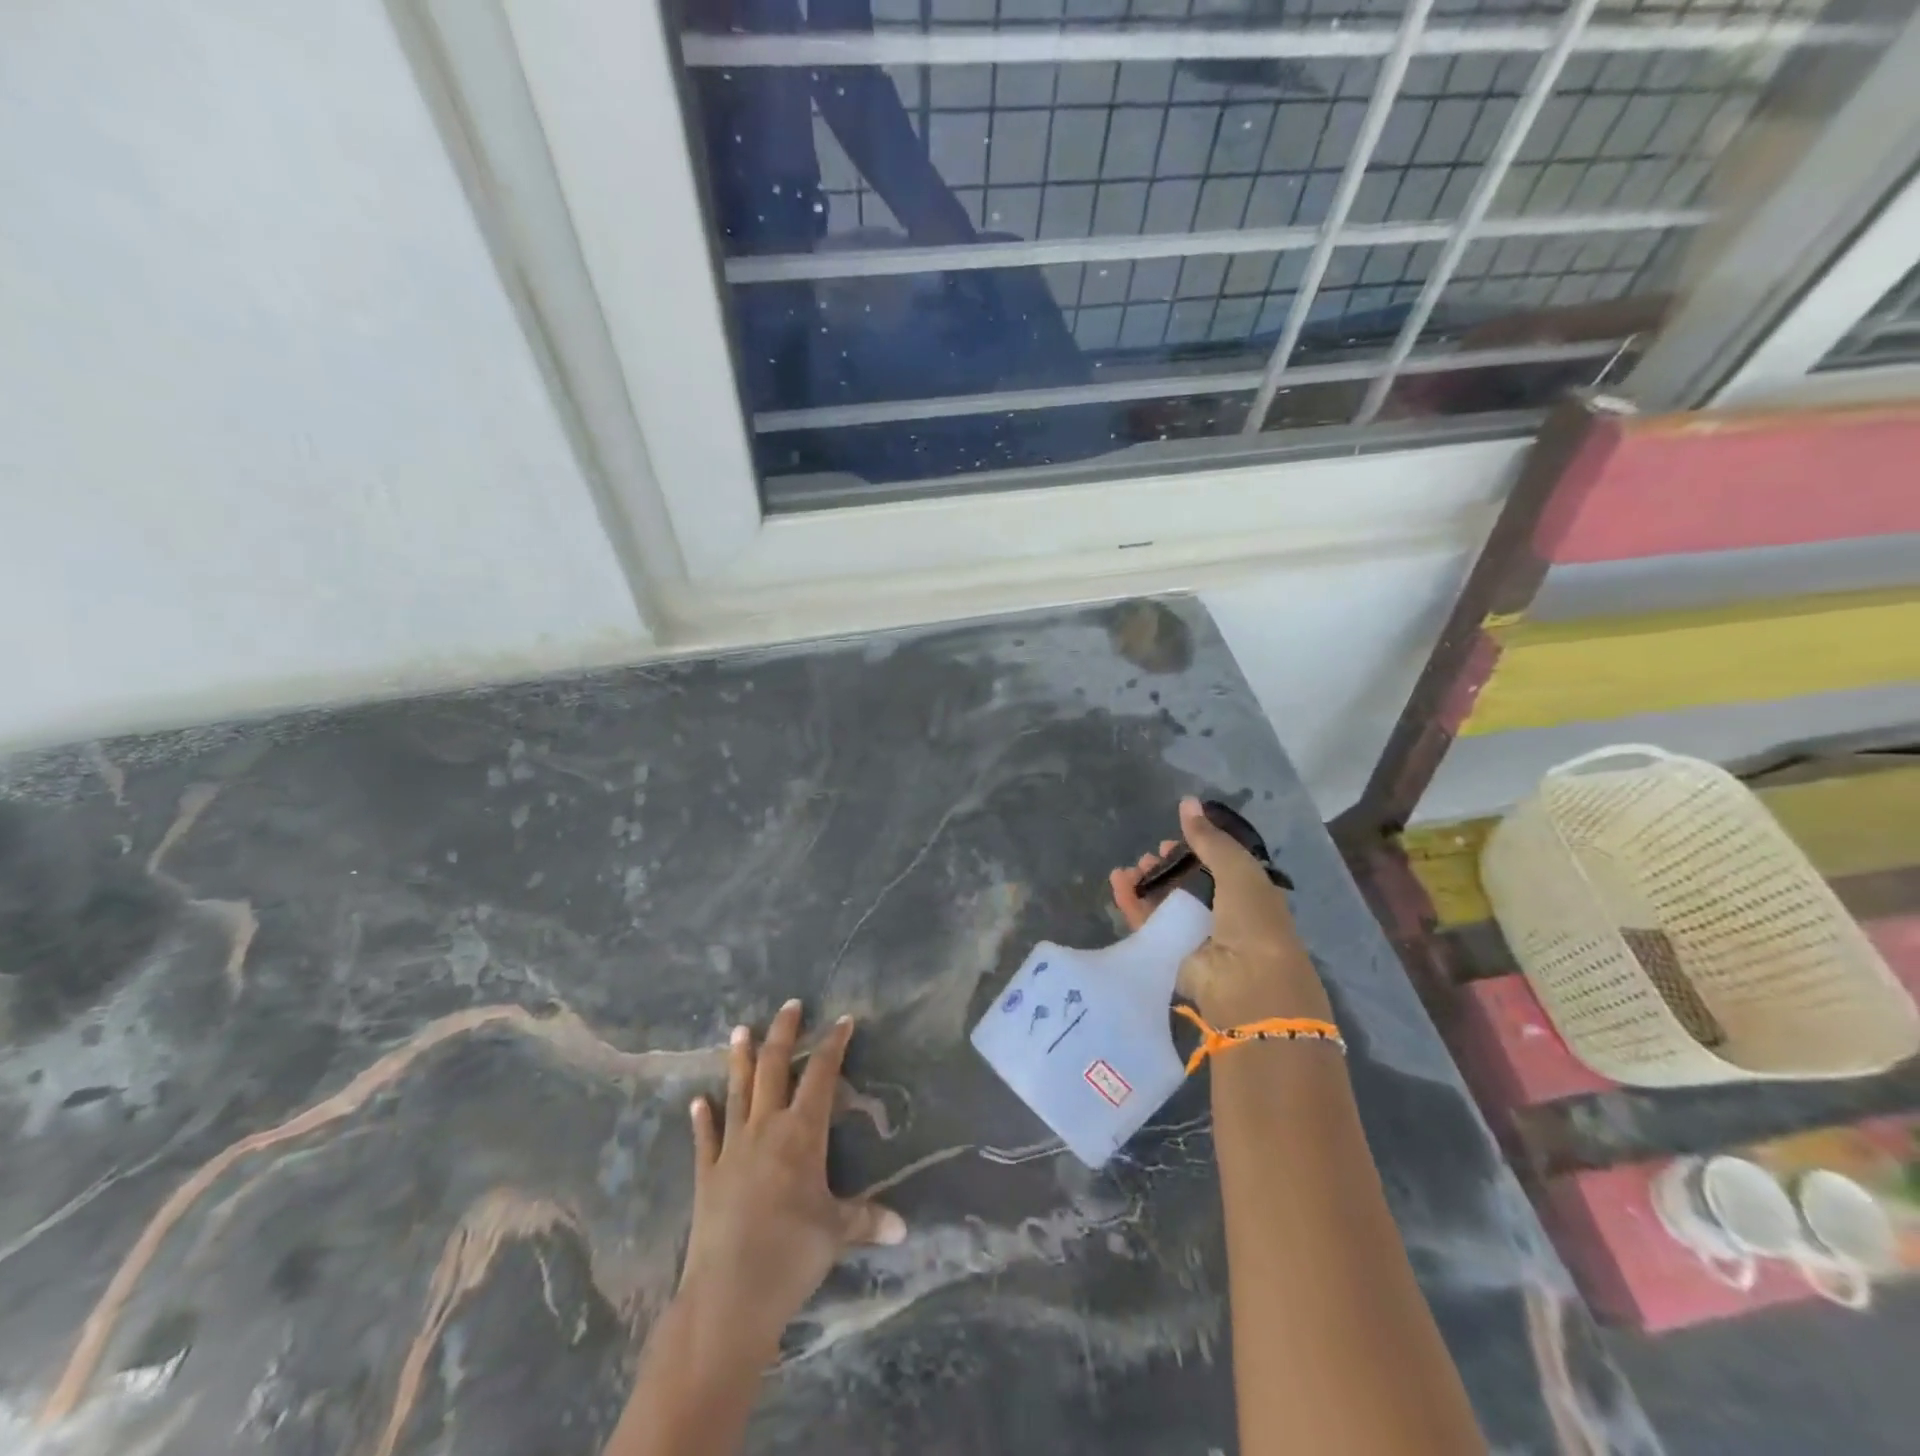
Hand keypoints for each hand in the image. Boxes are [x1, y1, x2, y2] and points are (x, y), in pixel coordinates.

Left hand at [677, 1002, 905, 1368]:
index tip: (843, 1020)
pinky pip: (705, 1138)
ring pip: (737, 1091)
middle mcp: (766, 1128)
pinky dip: (701, 1118)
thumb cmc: (791, 1255)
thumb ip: (868, 1220)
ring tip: (739, 1030)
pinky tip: (697, 1101)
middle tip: (790, 1005)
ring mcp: (731, 1149)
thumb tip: (904, 1228)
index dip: (833, 1044)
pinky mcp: (706, 1175)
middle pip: (774, 1068)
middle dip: (784, 1034)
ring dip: (738, 1059)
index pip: (821, 1075)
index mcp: (802, 1133)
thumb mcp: (837, 1234)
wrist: (728, 1296)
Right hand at [1109, 797, 1329, 1023]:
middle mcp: (1222, 917)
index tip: (1174, 837)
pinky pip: (1146, 923)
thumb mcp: (1238, 869)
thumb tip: (1187, 801)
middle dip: (1167, 867)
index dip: (1196, 850)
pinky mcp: (1169, 954)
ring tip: (1132, 867)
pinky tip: (1118, 880)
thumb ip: (1209, 838)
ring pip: (1163, 904)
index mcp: (1248, 896)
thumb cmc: (1253, 921)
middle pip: (1187, 886)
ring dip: (1147, 883)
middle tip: (1151, 855)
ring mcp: (1194, 937)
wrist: (1248, 984)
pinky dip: (1131, 902)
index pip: (1217, 868)